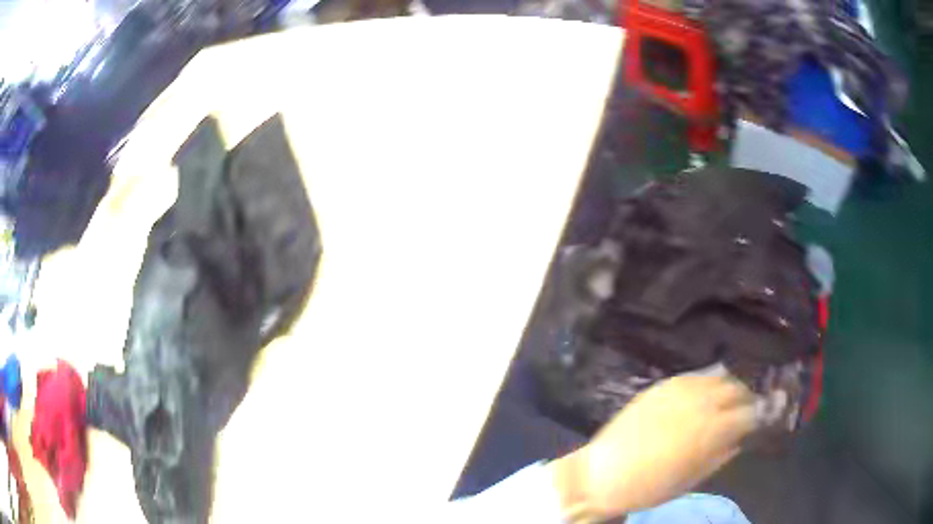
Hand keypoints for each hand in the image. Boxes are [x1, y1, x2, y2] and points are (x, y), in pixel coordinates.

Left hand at [550, 373, 756, 521]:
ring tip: (729, 399)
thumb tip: (739, 439)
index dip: (760, 415)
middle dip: (747, 398)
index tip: (763, 419)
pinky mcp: (662, 385)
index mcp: (711, 429)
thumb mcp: (691, 479)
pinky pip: (695, 375)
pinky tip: (707, 391)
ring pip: (718, 377)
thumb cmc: (649, 487)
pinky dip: (708, 381)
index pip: (749, 413)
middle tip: (748, 409)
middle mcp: (701, 402)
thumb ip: (720, 455)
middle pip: (737, 389)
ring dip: (730, 386)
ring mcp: (680, 390)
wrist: (602, 475)